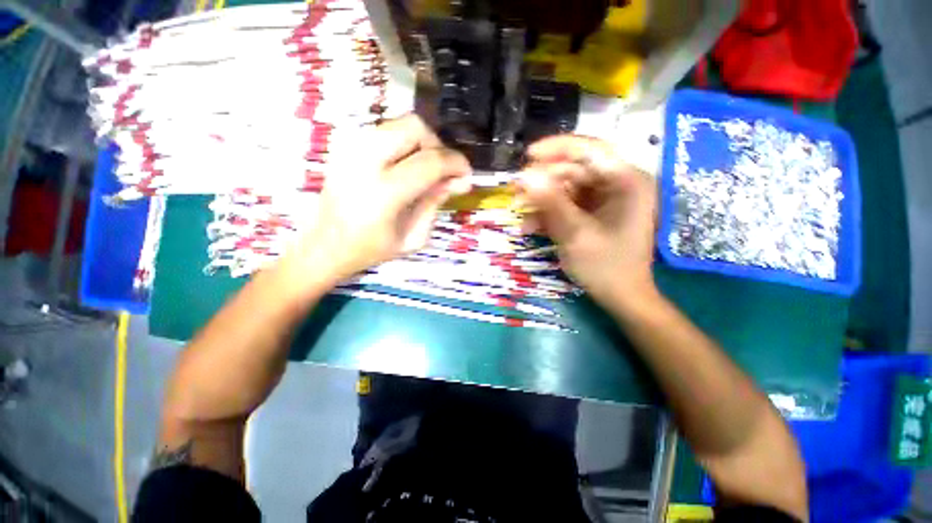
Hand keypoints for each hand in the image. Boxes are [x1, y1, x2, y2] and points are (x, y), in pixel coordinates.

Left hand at [287, 115, 470, 282]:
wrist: (324, 245)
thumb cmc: (371, 249)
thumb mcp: (413, 237)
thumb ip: (435, 203)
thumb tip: (459, 181)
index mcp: (384, 193)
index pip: (430, 162)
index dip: (456, 164)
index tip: (466, 174)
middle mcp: (365, 162)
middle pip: (415, 128)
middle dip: (437, 146)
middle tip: (442, 171)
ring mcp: (350, 149)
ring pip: (399, 124)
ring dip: (421, 143)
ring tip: (424, 169)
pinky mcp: (344, 146)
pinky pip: (384, 131)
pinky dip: (403, 143)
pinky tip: (403, 166)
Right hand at [518, 135, 657, 304]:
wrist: (621, 298)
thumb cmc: (606, 267)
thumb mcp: (575, 233)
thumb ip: (550, 202)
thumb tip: (523, 176)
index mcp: (627, 181)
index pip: (590, 151)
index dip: (557, 149)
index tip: (527, 156)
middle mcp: (618, 184)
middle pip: (574, 171)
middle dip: (542, 182)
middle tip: (515, 192)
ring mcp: (605, 199)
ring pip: (566, 189)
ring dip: (541, 201)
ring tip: (519, 213)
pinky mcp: (593, 213)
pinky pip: (566, 205)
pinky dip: (548, 214)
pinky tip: (530, 227)